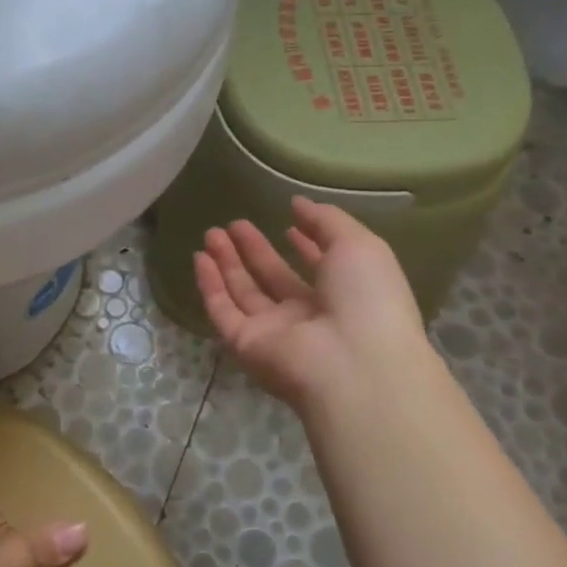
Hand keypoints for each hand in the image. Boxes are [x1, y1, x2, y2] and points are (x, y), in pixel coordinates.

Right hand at [194, 197, 429, 409]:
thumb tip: (298, 203)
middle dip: (254, 250)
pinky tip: (200, 258)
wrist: (353, 363)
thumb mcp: (358, 245)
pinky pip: (223, 311)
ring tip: (212, 233)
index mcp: (343, 295)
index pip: (318, 268)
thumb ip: (326, 220)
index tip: (287, 223)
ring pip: (244, 292)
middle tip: (234, 223)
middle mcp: (307, 315)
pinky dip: (210, 285)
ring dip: (227, 262)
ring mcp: (274, 332)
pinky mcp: (245, 343)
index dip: (303, 246)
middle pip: (273, 279)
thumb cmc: (367, 299)